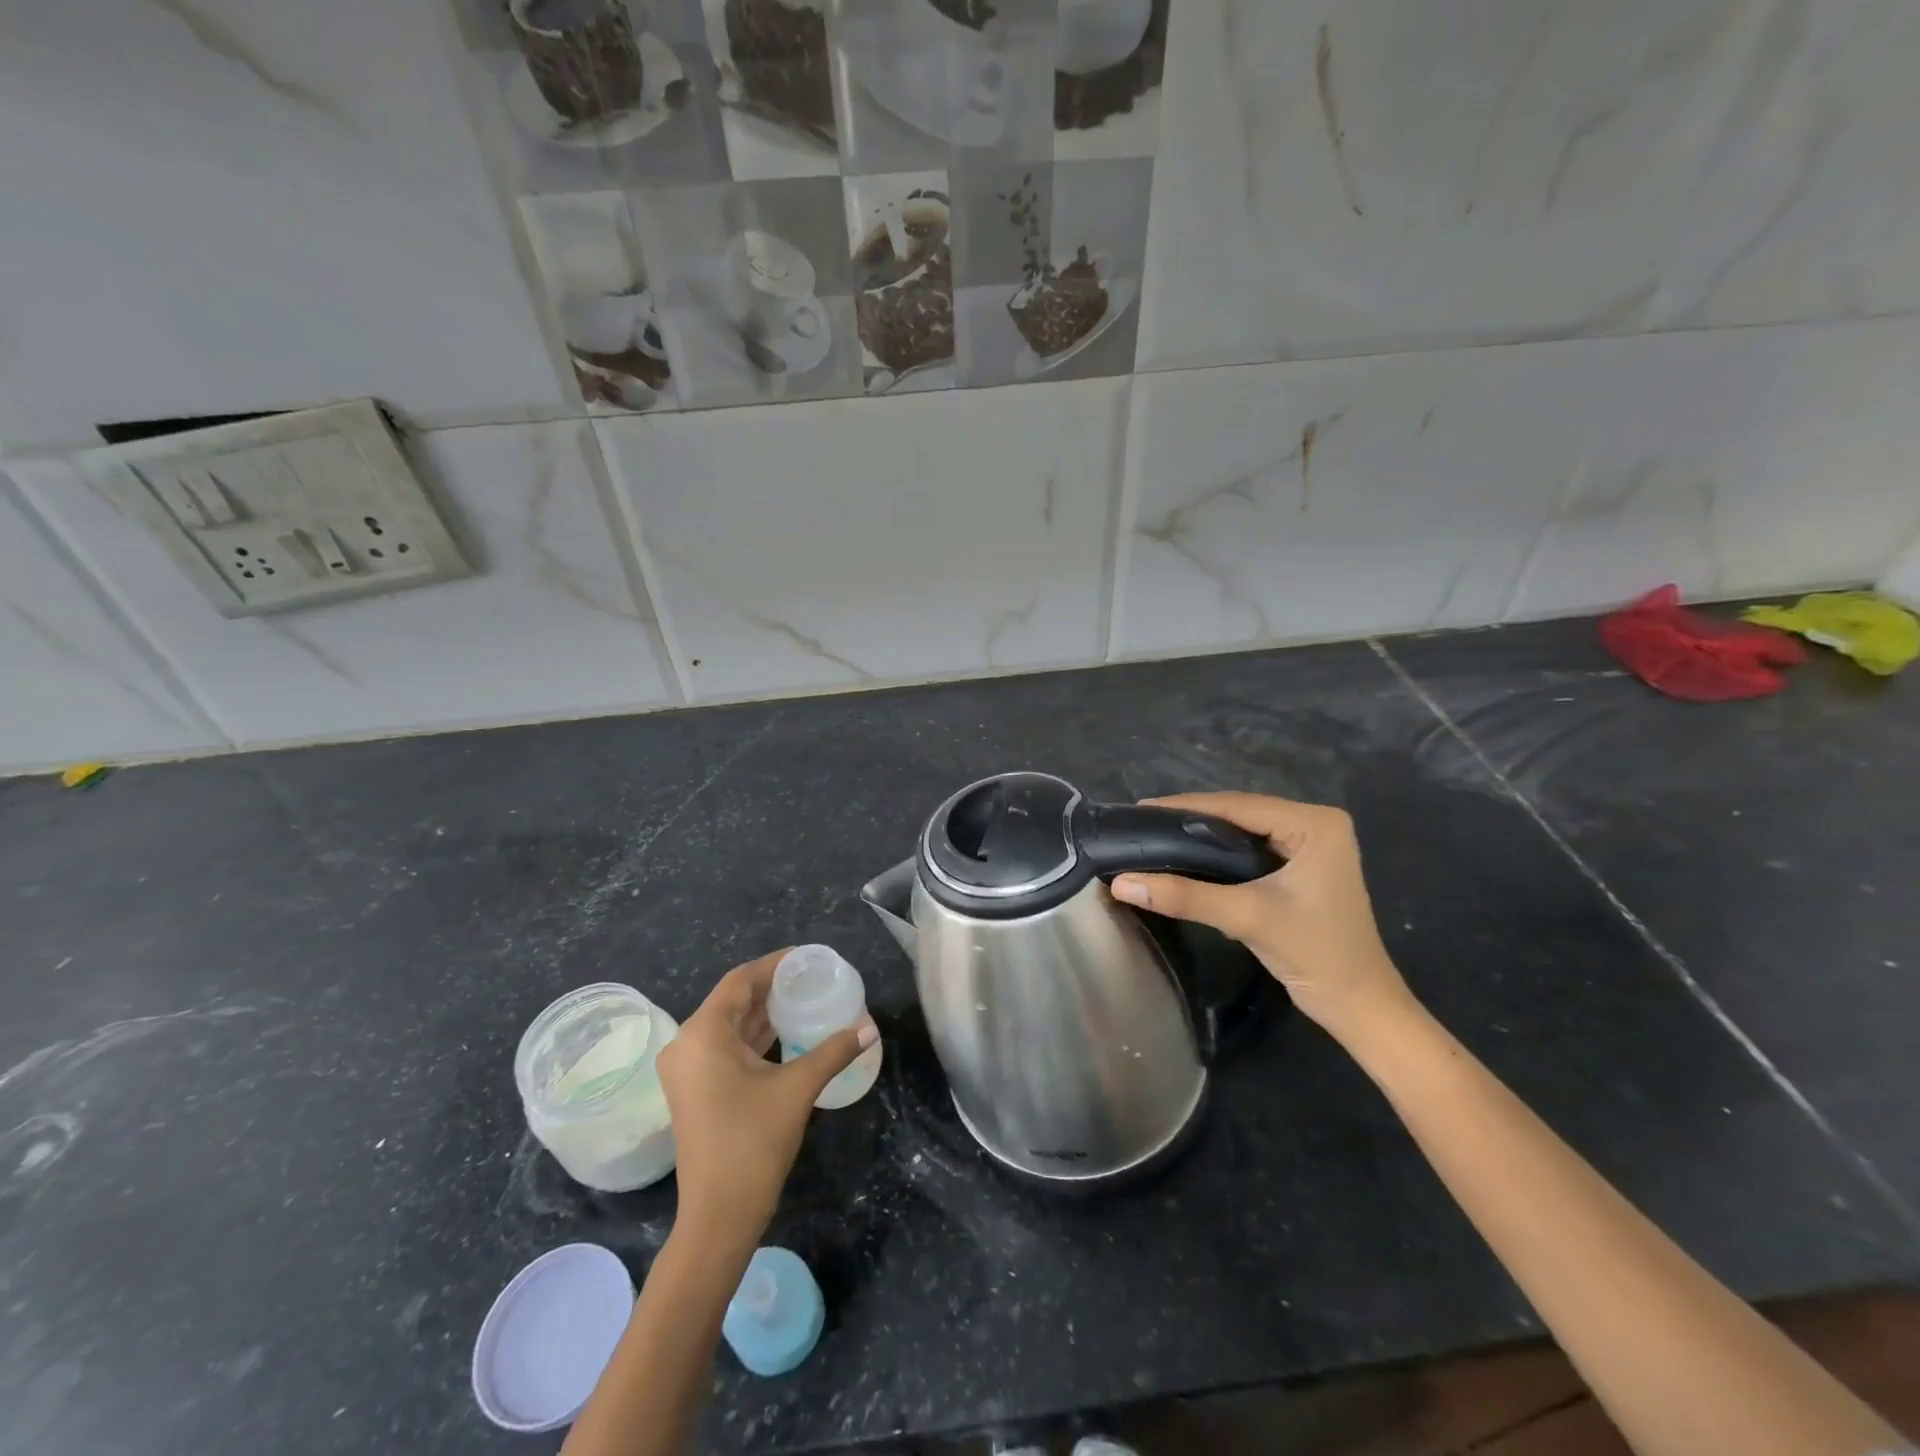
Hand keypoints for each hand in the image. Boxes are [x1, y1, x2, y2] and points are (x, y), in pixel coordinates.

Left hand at [657, 950, 875, 1253]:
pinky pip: (727, 1047)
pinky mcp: (696, 1090)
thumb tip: (870, 1027)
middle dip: (772, 987)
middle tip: (812, 977)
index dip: (773, 965)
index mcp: (703, 1034)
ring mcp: (688, 1070)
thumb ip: (834, 1051)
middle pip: (734, 1001)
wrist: (718, 1217)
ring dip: (765, 1012)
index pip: (739, 981)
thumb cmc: (753, 1143)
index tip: (806, 957)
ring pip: (730, 1025)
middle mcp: (688, 1044)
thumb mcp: (798, 1089)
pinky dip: (756, 1037)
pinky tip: (788, 1032)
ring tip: (805, 997)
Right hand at [1109, 793, 1412, 1043]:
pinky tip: (1186, 857)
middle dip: (1191, 820)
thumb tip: (1121, 884)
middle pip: (1240, 814)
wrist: (1358, 1006)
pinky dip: (1218, 855)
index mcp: (1315, 823)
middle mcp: (1315, 825)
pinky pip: (1250, 850)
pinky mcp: (1302, 868)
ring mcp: (1310, 847)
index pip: (1239, 805)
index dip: (1186, 807)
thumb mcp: (1247, 917)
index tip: (1140, 809)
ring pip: (1243, 832)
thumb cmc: (1316, 953)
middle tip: (1142, 823)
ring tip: (1155, 835)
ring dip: (1202, 837)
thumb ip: (1185, 896)